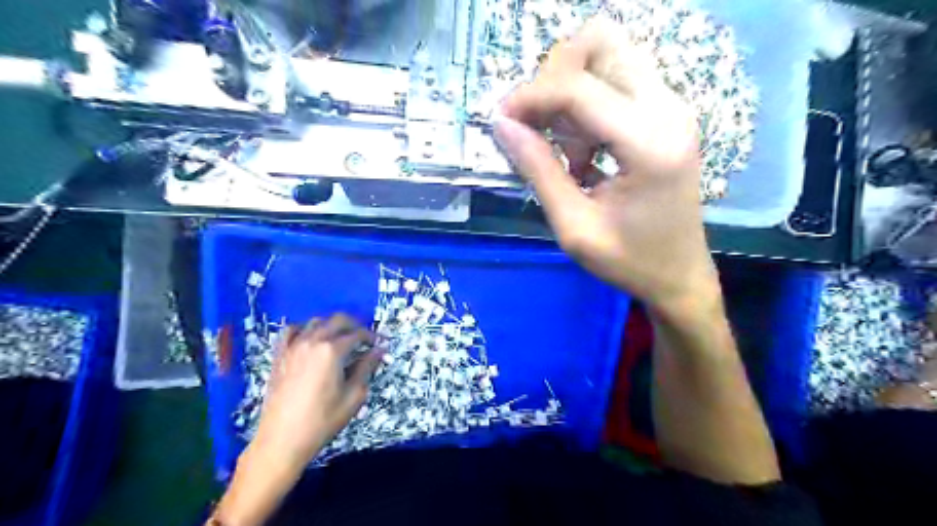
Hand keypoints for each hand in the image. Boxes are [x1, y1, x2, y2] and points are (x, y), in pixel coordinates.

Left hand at [254, 314, 381, 469]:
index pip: (358, 334)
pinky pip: (291, 331)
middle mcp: (313, 341)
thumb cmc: (323, 420)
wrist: (282, 439)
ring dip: (332, 325)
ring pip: (316, 321)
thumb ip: (367, 368)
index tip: (381, 343)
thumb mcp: (353, 396)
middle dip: (355, 326)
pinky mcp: (280, 355)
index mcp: (332, 350)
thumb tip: (379, 351)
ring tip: (341, 339)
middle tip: (364, 339)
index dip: (372, 337)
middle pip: (338, 320)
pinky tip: (311, 338)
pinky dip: (304, 328)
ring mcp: (293, 346)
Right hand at [493, 17, 719, 317]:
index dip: (530, 97)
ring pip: (610, 56)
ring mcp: (673, 108)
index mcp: (648, 143)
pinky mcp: (668, 116)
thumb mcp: (574, 226)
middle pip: (603, 42)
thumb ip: (538, 171)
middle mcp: (668, 110)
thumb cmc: (629, 261)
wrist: (680, 277)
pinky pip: (619, 82)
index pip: (577, 88)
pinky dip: (588, 105)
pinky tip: (582, 153)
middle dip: (555, 75)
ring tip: (562, 150)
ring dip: (571, 92)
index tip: (502, 121)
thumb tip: (503, 125)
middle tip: (536, 121)